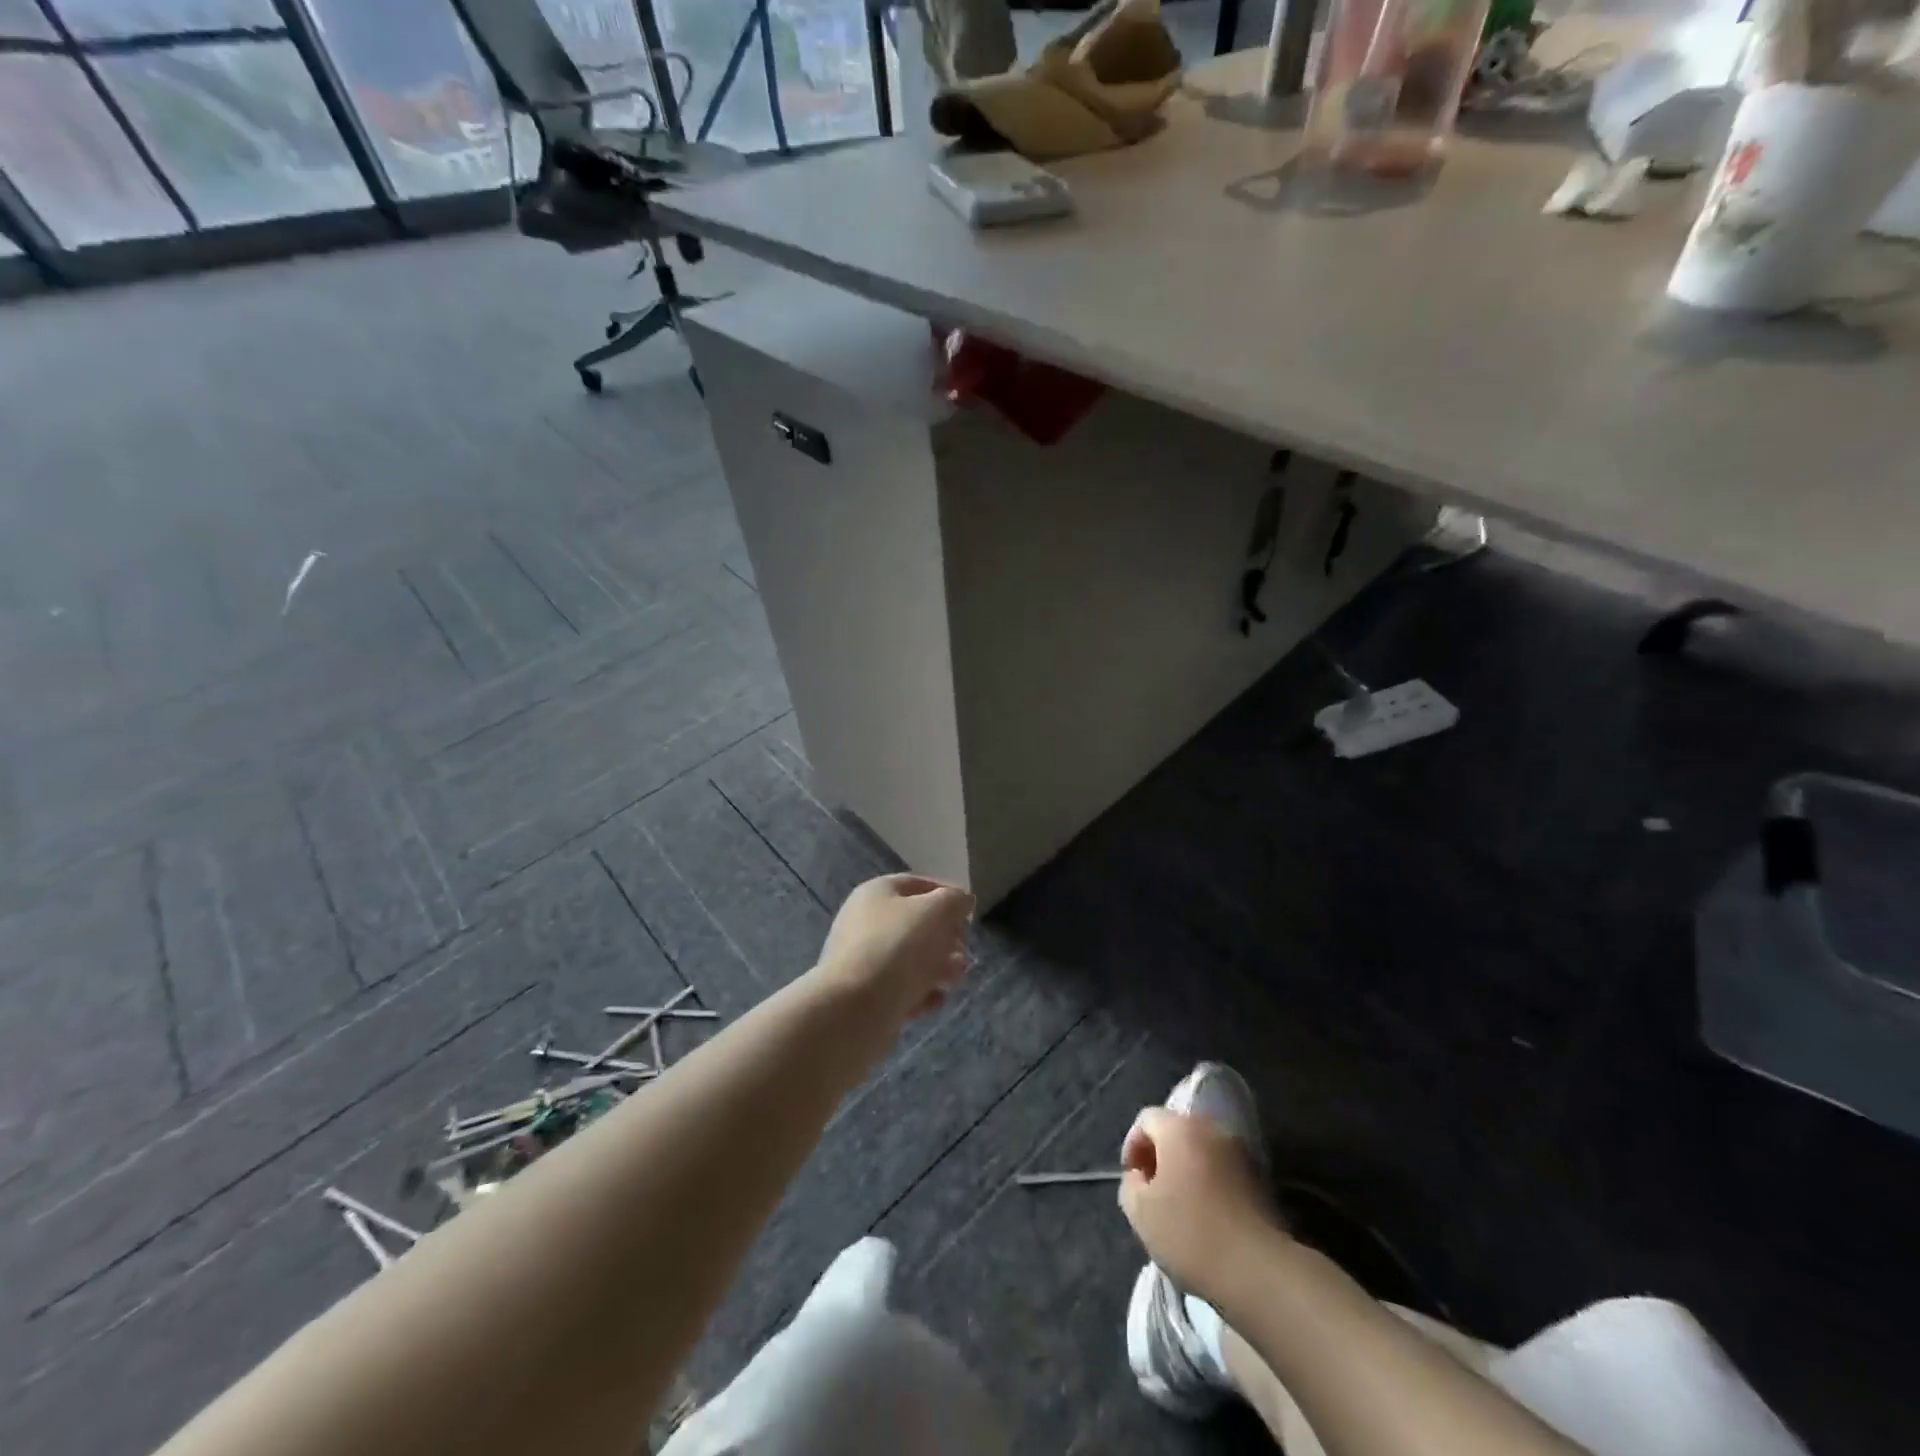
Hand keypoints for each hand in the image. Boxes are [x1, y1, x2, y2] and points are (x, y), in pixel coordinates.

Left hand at [814, 874, 974, 1024]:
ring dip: (939, 968)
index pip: (919, 885)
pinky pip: (901, 988)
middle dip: (946, 939)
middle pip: (917, 924)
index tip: (969, 916)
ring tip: (953, 982)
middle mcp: (866, 921)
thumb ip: (955, 900)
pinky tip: (932, 1001)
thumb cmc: (898, 948)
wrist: (854, 1009)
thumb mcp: (936, 911)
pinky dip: (921, 993)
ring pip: (912, 959)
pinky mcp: (866, 995)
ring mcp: (863, 960)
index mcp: (876, 893)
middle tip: (962, 954)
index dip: (948, 896)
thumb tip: (962, 902)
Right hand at [1119, 1107, 1278, 1299]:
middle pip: (1176, 1131)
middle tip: (1153, 1192)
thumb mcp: (1140, 1213)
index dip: (1132, 1146)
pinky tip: (1207, 1218)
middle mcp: (1211, 1128)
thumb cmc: (1191, 1234)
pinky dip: (1210, 1184)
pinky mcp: (1261, 1179)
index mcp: (1180, 1128)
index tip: (1132, 1180)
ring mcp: (1241, 1152)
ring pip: (1202, 1151)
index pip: (1146, 1119)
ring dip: (1187, 1170)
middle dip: (1160, 1157)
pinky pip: (1224, 1170)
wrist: (1259, 1270)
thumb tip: (1140, 1177)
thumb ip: (1130, 1185)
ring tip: (1180, 1207)